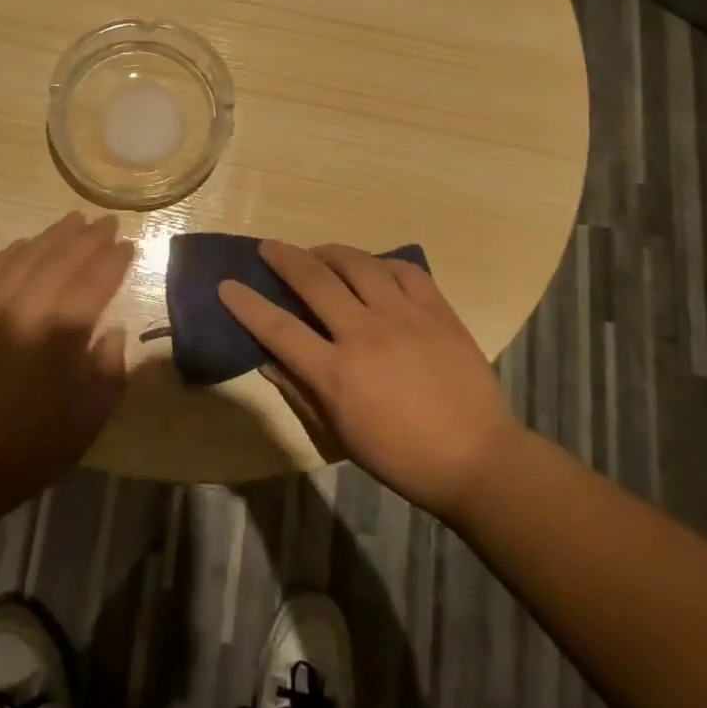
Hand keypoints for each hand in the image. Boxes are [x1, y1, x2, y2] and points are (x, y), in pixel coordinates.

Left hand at [0, 212, 133, 525]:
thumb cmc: (29, 452)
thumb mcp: (86, 424)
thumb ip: (109, 373)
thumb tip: (115, 332)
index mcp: (59, 338)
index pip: (94, 284)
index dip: (113, 261)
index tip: (129, 245)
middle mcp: (24, 313)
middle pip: (60, 261)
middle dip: (87, 239)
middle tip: (107, 222)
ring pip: (25, 259)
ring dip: (52, 237)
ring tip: (73, 220)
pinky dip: (10, 254)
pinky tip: (24, 244)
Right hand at [220, 241, 519, 521]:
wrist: (479, 459)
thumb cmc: (401, 457)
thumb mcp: (340, 434)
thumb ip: (301, 391)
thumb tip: (267, 360)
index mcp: (336, 373)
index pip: (277, 328)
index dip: (247, 304)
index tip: (227, 284)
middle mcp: (364, 334)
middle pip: (313, 281)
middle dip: (283, 258)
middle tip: (269, 248)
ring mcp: (403, 317)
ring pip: (357, 264)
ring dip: (329, 252)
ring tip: (319, 253)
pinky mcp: (437, 311)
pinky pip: (404, 270)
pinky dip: (382, 263)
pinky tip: (374, 268)